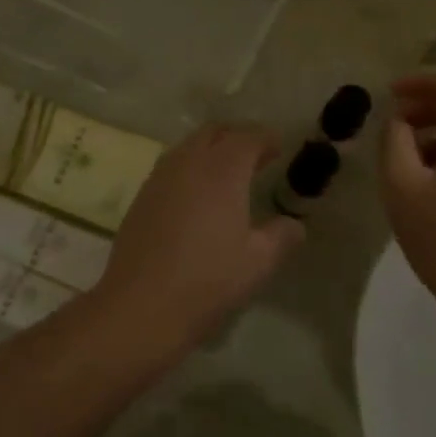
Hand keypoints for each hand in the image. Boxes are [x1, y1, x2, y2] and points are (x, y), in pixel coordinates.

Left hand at [96, 124, 304, 342]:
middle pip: (214, 132)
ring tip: (227, 175)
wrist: (141, 304)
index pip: (247, 137)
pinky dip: (190, 168)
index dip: (265, 138)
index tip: (278, 148)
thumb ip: (281, 236)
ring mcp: (160, 177)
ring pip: (189, 146)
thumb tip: (294, 225)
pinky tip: (196, 197)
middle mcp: (189, 163)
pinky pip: (171, 166)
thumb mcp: (258, 262)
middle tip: (255, 157)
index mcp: (222, 170)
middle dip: (237, 137)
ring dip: (210, 150)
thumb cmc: (208, 280)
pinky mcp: (142, 196)